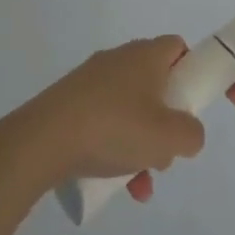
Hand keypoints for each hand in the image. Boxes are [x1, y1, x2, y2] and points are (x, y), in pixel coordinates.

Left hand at [24, 36, 205, 202]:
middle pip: (154, 84)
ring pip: (129, 110)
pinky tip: (114, 186)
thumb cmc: (114, 127)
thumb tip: (189, 133)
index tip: (190, 103)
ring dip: (140, 144)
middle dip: (165, 120)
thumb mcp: (167, 137)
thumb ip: (191, 134)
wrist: (43, 140)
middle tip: (165, 150)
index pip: (177, 48)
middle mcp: (119, 59)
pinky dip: (114, 149)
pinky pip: (103, 123)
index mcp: (145, 55)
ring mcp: (91, 81)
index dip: (190, 71)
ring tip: (140, 183)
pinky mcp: (70, 103)